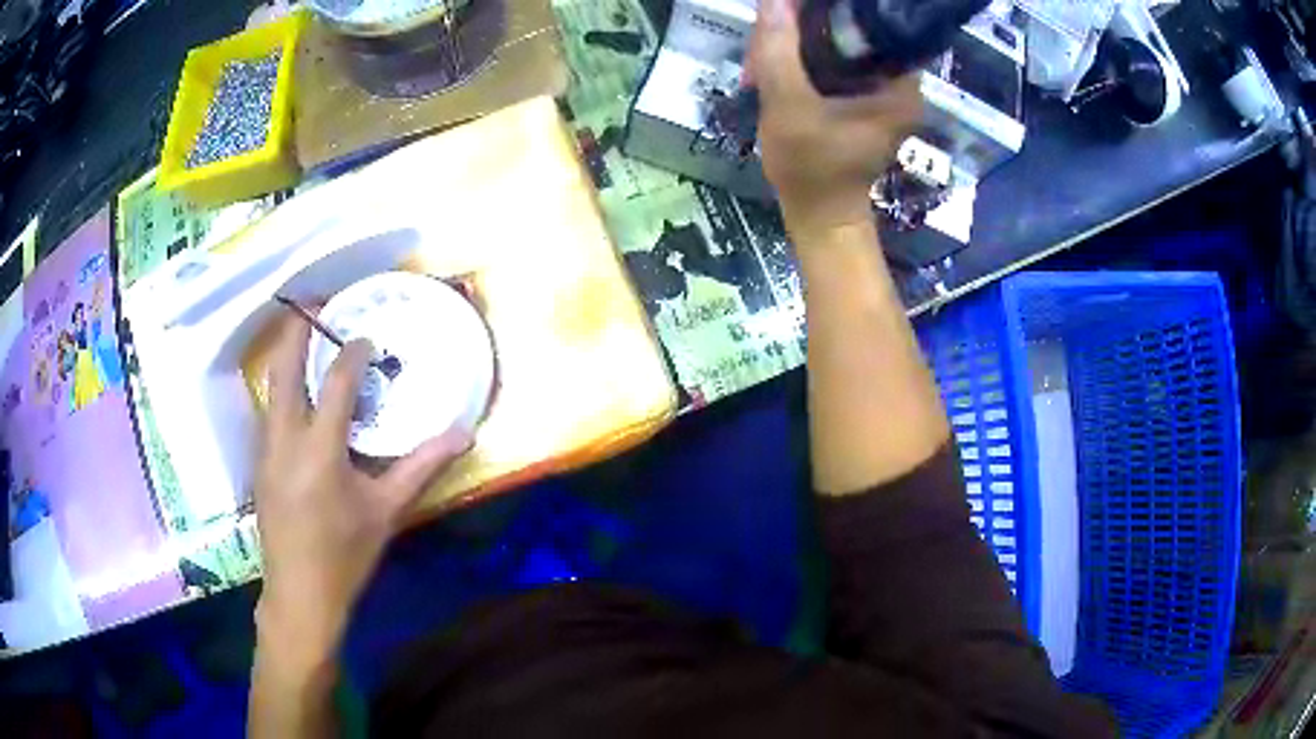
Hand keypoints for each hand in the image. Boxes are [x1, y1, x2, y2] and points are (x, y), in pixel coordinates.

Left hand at [254, 314, 471, 672]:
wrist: (299, 594)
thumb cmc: (345, 555)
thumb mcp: (386, 511)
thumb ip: (422, 467)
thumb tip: (464, 434)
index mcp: (319, 449)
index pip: (336, 382)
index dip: (352, 352)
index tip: (366, 336)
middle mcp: (285, 439)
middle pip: (285, 368)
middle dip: (297, 329)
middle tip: (314, 301)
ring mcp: (265, 450)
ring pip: (271, 386)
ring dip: (286, 355)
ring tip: (304, 337)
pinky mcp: (259, 463)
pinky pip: (269, 409)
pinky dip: (283, 386)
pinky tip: (297, 392)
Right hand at [749, 0, 921, 231]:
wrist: (819, 218)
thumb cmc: (812, 168)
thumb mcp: (789, 106)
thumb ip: (779, 50)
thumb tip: (775, 0)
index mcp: (900, 83)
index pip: (871, 22)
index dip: (828, 11)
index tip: (790, 14)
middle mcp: (899, 83)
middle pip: (850, 32)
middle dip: (799, 33)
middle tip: (761, 51)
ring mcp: (882, 92)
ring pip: (837, 47)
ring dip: (794, 49)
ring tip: (758, 67)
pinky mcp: (863, 101)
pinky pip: (834, 65)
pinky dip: (802, 64)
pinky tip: (772, 73)